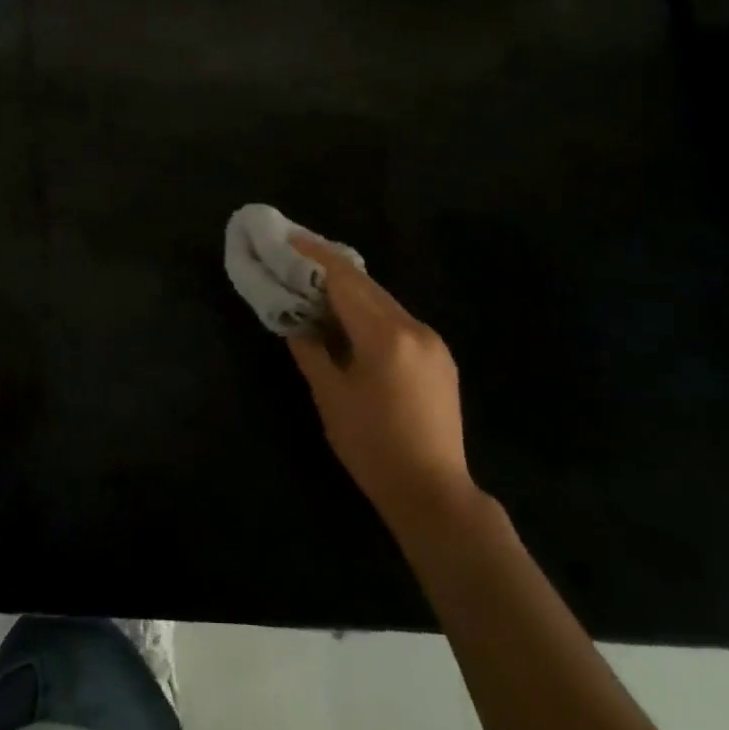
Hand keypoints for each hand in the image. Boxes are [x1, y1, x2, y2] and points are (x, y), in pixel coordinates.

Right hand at [287, 236, 477, 531]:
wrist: (434, 492)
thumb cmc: (372, 447)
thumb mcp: (330, 396)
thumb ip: (310, 349)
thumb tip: (294, 319)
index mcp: (385, 336)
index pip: (345, 279)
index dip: (314, 255)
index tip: (289, 237)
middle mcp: (414, 327)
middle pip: (366, 284)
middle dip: (330, 269)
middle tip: (296, 259)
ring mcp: (432, 341)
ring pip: (383, 301)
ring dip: (350, 291)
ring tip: (316, 289)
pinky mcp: (439, 356)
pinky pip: (397, 320)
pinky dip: (370, 312)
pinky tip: (350, 323)